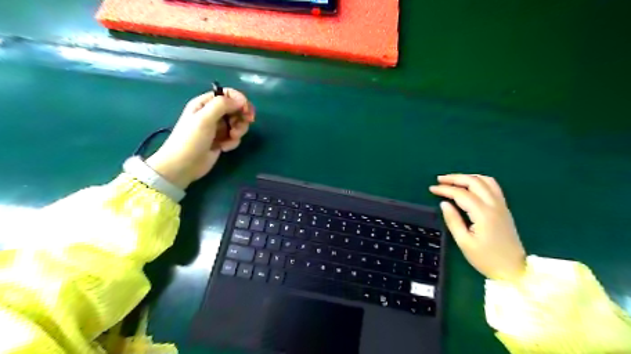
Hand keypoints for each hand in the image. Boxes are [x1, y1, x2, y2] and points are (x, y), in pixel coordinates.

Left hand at [146, 89, 254, 188]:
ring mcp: (218, 128)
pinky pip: (235, 137)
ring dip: (238, 131)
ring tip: (231, 139)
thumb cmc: (191, 140)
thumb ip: (222, 105)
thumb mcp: (204, 119)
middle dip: (241, 118)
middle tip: (238, 128)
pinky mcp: (222, 140)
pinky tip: (224, 148)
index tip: (247, 111)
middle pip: (236, 109)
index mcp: (205, 103)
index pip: (228, 94)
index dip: (240, 101)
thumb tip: (241, 100)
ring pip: (238, 123)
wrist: (183, 165)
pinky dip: (233, 142)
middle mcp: (212, 113)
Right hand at [429, 174, 528, 282]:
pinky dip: (479, 181)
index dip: (445, 189)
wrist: (513, 270)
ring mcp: (501, 205)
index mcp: (483, 214)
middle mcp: (494, 205)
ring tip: (453, 180)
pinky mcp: (504, 208)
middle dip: (455, 178)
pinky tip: (471, 185)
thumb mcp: (464, 243)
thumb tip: (444, 203)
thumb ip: (453, 221)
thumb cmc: (486, 259)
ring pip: (485, 181)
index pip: (461, 194)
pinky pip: (493, 187)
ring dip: (468, 177)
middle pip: (474, 182)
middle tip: (440, 180)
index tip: (431, 189)